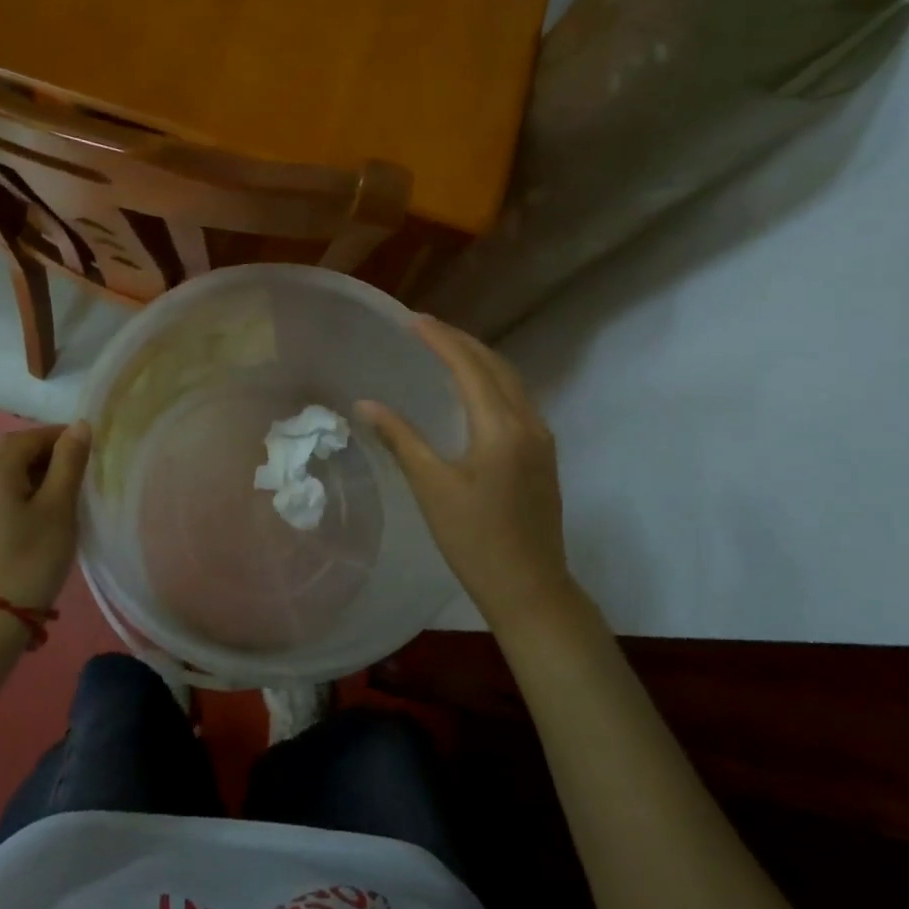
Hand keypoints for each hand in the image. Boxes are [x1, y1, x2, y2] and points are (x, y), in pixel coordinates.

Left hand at [0, 423, 90, 612]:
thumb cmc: (33, 556)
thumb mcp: (59, 506)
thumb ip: (69, 461)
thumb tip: (80, 425)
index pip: (31, 437)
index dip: (61, 437)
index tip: (89, 449)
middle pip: (14, 451)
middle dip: (47, 454)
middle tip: (79, 471)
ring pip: (4, 471)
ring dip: (33, 472)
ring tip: (63, 492)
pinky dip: (19, 489)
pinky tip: (38, 509)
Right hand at [357, 318, 576, 631]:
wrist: (530, 588)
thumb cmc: (474, 540)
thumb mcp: (432, 487)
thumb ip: (401, 438)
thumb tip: (366, 404)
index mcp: (501, 427)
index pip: (469, 367)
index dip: (440, 340)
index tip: (413, 320)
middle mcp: (528, 422)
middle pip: (495, 366)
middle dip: (461, 341)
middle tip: (425, 328)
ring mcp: (541, 438)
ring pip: (511, 381)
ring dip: (479, 359)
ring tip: (445, 349)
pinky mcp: (542, 454)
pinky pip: (517, 400)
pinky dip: (492, 381)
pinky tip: (472, 389)